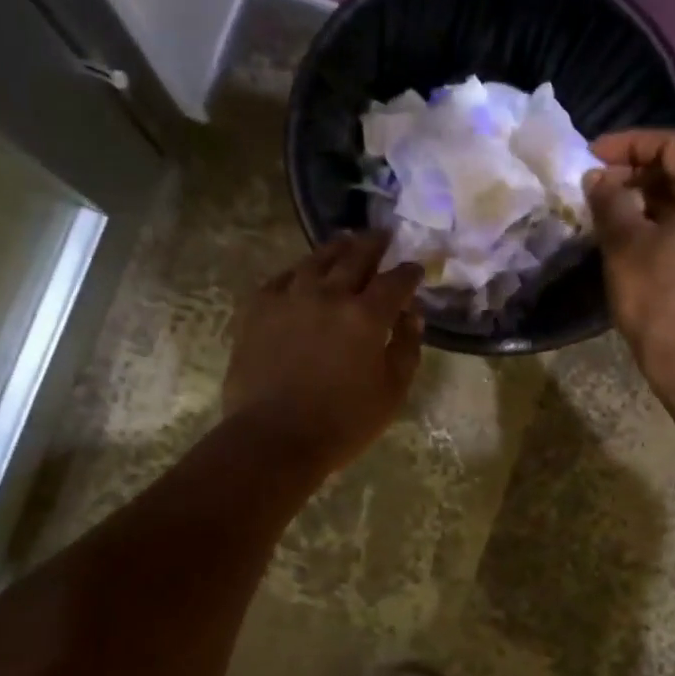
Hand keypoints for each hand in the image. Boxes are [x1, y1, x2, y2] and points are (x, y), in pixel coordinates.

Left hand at [223, 232, 424, 477]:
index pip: (396, 280)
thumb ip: (406, 347)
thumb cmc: (342, 424)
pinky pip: (283, 277)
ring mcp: (290, 297)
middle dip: (375, 244)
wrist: (273, 438)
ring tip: (346, 243)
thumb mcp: (392, 392)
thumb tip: (412, 315)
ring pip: (317, 259)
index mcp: (366, 316)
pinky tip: (303, 272)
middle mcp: (329, 294)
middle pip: (356, 256)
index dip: (409, 272)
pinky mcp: (258, 308)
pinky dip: (300, 271)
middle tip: (384, 237)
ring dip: (337, 248)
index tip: (416, 269)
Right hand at [584, 130, 674, 392]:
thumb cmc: (660, 300)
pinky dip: (662, 222)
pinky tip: (632, 238)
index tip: (591, 155)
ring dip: (647, 199)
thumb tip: (597, 177)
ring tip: (608, 210)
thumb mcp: (626, 246)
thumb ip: (610, 202)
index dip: (630, 144)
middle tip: (596, 185)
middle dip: (637, 172)